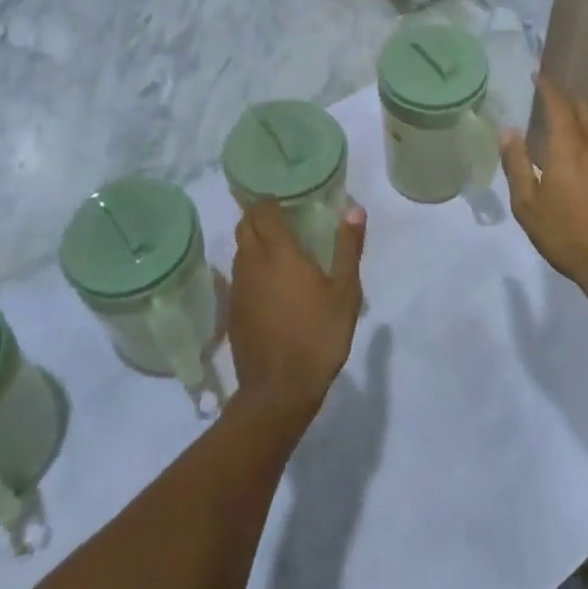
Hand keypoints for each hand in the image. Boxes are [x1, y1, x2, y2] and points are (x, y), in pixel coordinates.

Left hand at [228, 200, 366, 418]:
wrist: (279, 389)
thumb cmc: (318, 335)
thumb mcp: (345, 292)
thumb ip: (348, 247)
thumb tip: (354, 209)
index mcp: (278, 252)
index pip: (262, 211)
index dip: (268, 200)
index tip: (284, 198)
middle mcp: (252, 263)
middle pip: (245, 226)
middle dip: (257, 216)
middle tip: (281, 217)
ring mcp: (238, 288)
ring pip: (239, 251)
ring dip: (252, 241)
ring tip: (277, 247)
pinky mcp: (232, 311)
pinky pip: (238, 276)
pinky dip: (250, 268)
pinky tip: (267, 282)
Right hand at [500, 75, 587, 306]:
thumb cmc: (569, 236)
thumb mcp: (528, 206)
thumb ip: (517, 164)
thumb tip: (509, 132)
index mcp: (569, 145)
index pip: (558, 102)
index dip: (547, 87)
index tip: (538, 77)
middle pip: (584, 109)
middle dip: (567, 101)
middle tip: (552, 104)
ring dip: (586, 121)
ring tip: (572, 131)